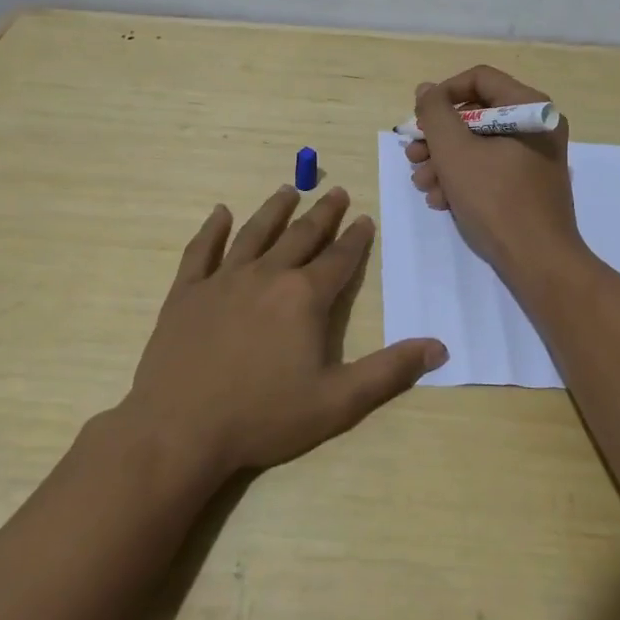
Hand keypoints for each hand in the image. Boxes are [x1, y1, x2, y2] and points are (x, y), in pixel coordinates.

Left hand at [119, 186, 446, 483]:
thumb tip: (439, 347)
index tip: (364, 219)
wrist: (180, 430)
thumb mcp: (337, 402)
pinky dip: (211, 229)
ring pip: (254, 233)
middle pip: (300, 236)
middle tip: (336, 192)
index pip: (338, 259)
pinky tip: (219, 213)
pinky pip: (201, 250)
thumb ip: (389, 371)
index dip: (355, 238)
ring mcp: (223, 280)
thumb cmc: (263, 417)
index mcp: (304, 297)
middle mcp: (267, 275)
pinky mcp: (187, 292)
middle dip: (322, 213)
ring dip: (274, 210)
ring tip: (288, 189)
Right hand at [405, 66, 585, 281]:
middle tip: (414, 157)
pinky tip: (442, 201)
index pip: (479, 78)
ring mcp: (535, 157)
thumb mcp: (455, 152)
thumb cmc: (496, 200)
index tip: (420, 120)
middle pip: (476, 114)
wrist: (539, 262)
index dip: (443, 94)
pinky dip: (464, 179)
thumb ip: (435, 113)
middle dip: (439, 137)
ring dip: (444, 162)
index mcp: (530, 107)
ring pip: (479, 144)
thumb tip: (427, 90)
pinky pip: (491, 168)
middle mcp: (537, 126)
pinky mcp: (529, 184)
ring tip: (422, 184)